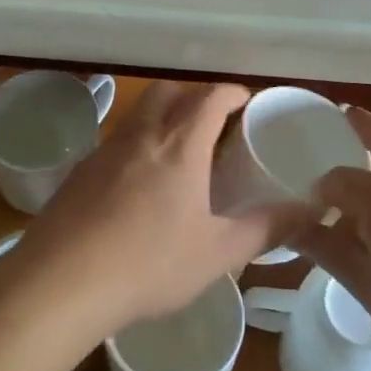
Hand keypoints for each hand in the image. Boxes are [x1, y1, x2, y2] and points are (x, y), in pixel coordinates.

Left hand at [5, 81, 308, 340]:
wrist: (62, 280)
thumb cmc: (149, 263)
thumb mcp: (218, 252)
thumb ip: (265, 228)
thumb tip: (308, 212)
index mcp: (180, 145)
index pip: (211, 98)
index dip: (232, 93)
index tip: (246, 101)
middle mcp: (142, 135)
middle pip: (169, 90)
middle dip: (195, 94)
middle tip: (214, 120)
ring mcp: (106, 150)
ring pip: (139, 113)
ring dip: (163, 114)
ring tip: (179, 149)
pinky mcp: (80, 171)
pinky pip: (116, 140)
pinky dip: (137, 143)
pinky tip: (139, 182)